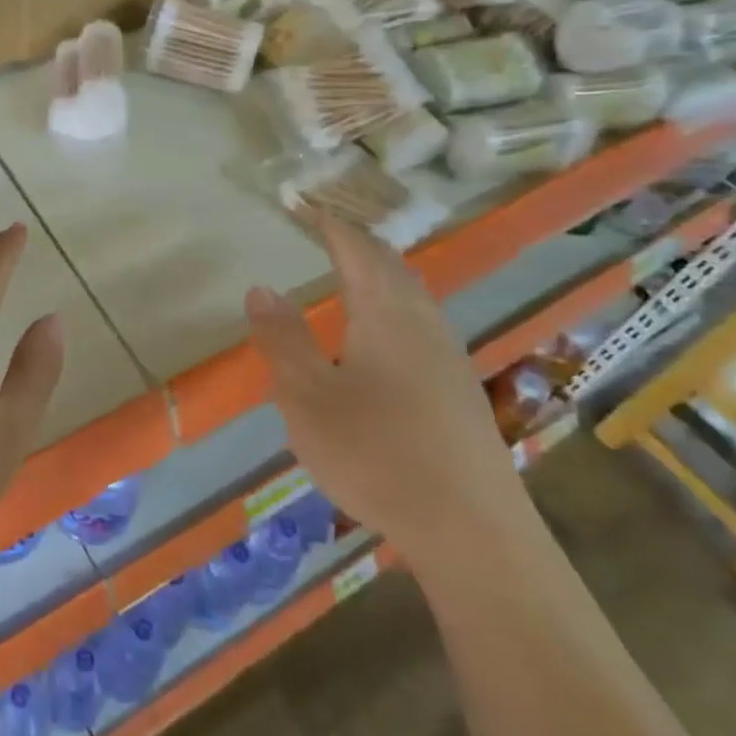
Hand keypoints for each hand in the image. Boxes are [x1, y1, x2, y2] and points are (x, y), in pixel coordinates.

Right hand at [244, 214, 523, 553]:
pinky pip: (419, 320)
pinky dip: (392, 302)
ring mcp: (448, 354)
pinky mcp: (459, 386)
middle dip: (354, 241)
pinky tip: (381, 334)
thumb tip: (262, 288)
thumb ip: (283, 339)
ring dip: (377, 271)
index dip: (326, 222)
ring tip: (347, 271)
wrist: (473, 531)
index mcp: (385, 312)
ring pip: (410, 292)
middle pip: (389, 263)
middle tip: (321, 230)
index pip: (355, 247)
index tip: (300, 204)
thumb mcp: (308, 397)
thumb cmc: (377, 455)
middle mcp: (422, 320)